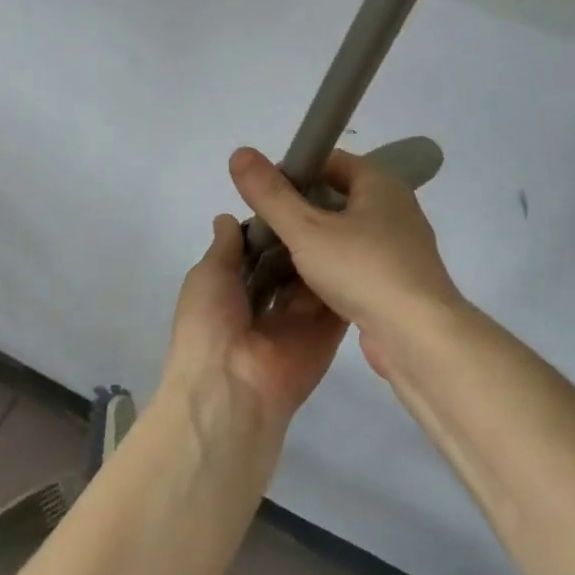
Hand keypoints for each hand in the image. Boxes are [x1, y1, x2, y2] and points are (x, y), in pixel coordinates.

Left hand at [162, 214, 346, 434]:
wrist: (234, 388)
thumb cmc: (210, 324)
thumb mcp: (207, 275)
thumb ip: (225, 246)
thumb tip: (227, 217)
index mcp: (234, 288)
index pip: (260, 248)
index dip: (274, 221)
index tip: (294, 187)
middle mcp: (269, 301)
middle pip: (292, 260)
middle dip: (305, 233)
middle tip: (332, 192)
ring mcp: (300, 317)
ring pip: (317, 275)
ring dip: (328, 249)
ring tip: (351, 206)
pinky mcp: (328, 332)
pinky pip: (340, 299)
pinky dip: (351, 275)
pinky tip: (367, 240)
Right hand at [228, 147, 464, 379]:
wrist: (418, 337)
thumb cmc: (363, 270)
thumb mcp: (307, 230)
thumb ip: (272, 195)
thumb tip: (239, 153)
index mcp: (380, 183)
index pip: (331, 160)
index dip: (295, 170)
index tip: (264, 193)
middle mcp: (396, 208)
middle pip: (338, 196)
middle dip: (301, 208)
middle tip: (265, 227)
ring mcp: (401, 246)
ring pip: (347, 232)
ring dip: (315, 240)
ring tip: (277, 256)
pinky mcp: (399, 281)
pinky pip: (357, 262)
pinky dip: (332, 267)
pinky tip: (306, 286)